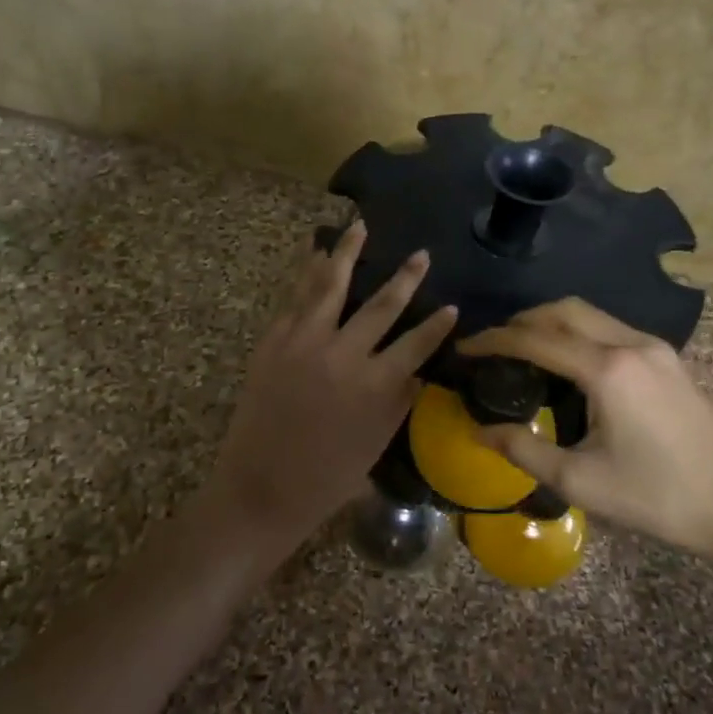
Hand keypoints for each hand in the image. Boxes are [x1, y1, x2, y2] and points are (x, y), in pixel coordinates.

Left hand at [204, 222, 455, 557]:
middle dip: (405, 278)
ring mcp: (304, 342)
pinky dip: (306, 272)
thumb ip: (399, 403)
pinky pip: (295, 297)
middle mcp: (343, 354)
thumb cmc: (324, 478)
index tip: (453, 306)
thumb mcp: (375, 445)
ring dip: (347, 253)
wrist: (259, 487)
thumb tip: (418, 372)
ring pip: (331, 286)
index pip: (417, 344)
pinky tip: (315, 252)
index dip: (437, 325)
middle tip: (421, 254)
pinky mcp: (274, 341)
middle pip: (382, 306)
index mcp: (375, 385)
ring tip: (359, 226)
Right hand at [457, 299, 712, 567]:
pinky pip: (612, 329)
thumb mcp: (581, 481)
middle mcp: (631, 344)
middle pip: (564, 310)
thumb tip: (479, 431)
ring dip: (552, 323)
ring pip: (591, 315)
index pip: (535, 339)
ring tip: (524, 350)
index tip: (464, 347)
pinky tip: (571, 365)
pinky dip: (580, 333)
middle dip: (522, 320)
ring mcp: (656, 349)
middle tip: (493, 344)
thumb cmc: (658, 498)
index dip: (493, 340)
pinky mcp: (671, 361)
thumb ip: (524, 450)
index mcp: (607, 369)